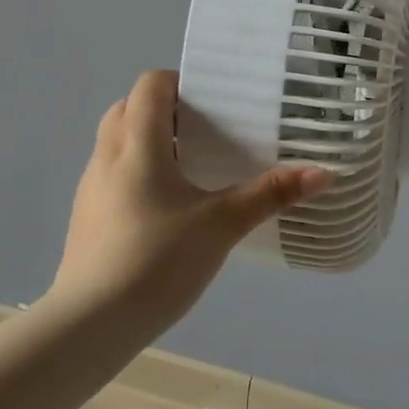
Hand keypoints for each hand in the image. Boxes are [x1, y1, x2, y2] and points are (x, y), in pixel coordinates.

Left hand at [52, 69, 334, 334]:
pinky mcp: (86, 218)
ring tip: (191, 166)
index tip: (214, 101)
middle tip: (207, 130)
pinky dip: (136, 172)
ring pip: (117, 142)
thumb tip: (323, 173)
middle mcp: (107, 156)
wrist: (90, 326)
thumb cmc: (156, 260)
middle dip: (166, 110)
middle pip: (130, 108)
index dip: (181, 82)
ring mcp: (91, 188)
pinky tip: (166, 208)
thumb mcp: (221, 225)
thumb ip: (270, 195)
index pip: (151, 84)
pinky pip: (111, 175)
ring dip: (148, 141)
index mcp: (137, 144)